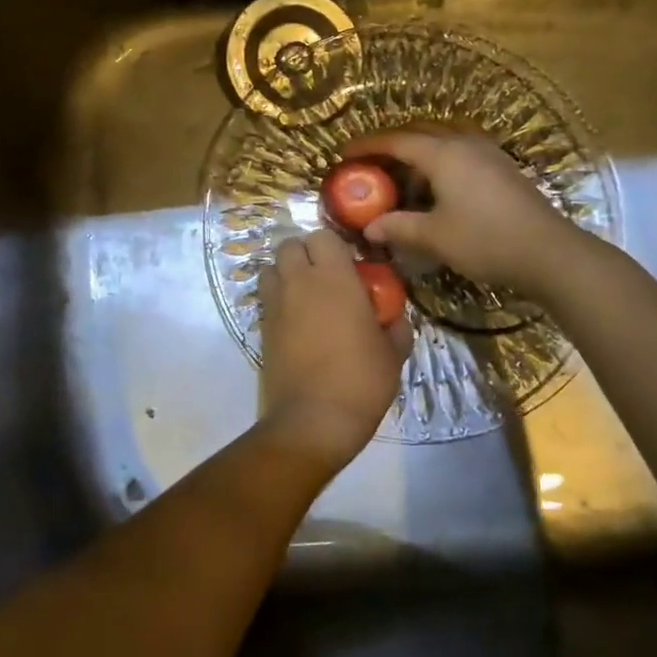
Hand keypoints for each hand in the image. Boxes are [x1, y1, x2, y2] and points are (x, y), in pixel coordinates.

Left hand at [257, 229, 411, 458]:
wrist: (313, 420)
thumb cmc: (360, 381)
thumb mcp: (392, 354)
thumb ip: (395, 326)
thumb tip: (394, 317)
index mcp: (334, 278)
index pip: (322, 236)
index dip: (333, 246)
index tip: (348, 264)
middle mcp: (299, 282)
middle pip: (289, 244)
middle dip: (304, 253)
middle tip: (324, 276)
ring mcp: (275, 304)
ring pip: (270, 267)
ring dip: (285, 272)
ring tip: (305, 294)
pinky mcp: (262, 327)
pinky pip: (265, 298)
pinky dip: (277, 299)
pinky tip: (295, 321)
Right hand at [344, 128, 573, 294]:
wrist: (549, 253)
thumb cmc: (485, 240)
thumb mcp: (435, 237)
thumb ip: (398, 227)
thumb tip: (370, 228)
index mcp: (444, 154)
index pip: (396, 141)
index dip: (367, 146)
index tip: (343, 153)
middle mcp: (465, 144)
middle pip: (420, 134)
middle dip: (391, 147)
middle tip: (369, 166)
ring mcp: (488, 154)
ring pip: (443, 143)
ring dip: (418, 156)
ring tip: (401, 183)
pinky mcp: (502, 169)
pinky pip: (461, 154)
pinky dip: (439, 164)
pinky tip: (436, 191)